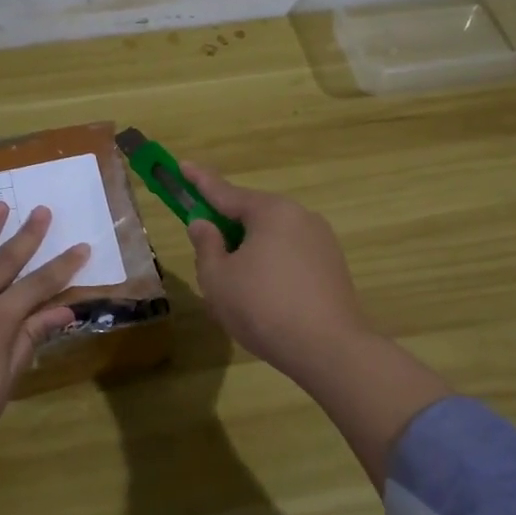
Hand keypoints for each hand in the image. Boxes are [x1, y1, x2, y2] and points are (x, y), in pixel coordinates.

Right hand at [181, 164, 370, 377]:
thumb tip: (204, 224)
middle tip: (206, 248)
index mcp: (271, 212)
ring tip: (234, 288)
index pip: (225, 192)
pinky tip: (263, 298)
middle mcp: (300, 217)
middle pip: (252, 215)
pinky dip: (271, 267)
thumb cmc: (263, 308)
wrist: (328, 349)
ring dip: (249, 252)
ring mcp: (322, 241)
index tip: (182, 165)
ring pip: (272, 238)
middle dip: (227, 228)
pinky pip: (290, 256)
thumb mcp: (218, 278)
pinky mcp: (333, 267)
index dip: (199, 181)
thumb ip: (206, 246)